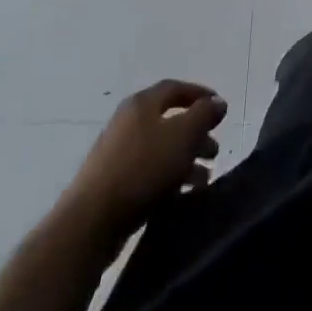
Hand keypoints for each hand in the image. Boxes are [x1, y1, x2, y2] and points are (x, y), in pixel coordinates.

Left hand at [65, 80, 226, 233]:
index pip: (175, 88)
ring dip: (185, 160)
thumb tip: (218, 102)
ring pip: (160, 149)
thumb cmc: (142, 168)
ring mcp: (116, 154)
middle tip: (215, 150)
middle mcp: (128, 122)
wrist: (90, 222)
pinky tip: (182, 195)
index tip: (221, 109)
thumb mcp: (183, 135)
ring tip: (204, 179)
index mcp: (142, 104)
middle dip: (196, 134)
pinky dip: (168, 178)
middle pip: (169, 120)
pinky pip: (148, 172)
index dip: (200, 95)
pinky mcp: (111, 184)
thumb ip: (204, 115)